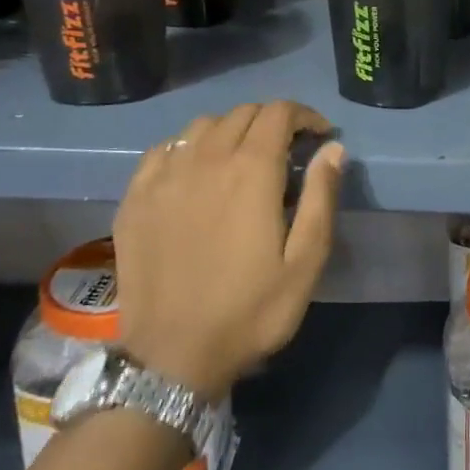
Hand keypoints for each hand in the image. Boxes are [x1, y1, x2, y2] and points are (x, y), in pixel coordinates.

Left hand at [112, 101, 344, 394]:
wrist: (172, 356)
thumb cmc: (250, 310)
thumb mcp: (305, 261)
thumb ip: (322, 197)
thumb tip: (334, 149)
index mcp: (251, 171)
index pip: (278, 113)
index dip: (305, 116)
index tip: (320, 137)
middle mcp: (205, 160)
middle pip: (242, 113)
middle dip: (273, 121)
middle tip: (289, 150)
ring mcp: (164, 177)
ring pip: (202, 126)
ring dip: (232, 130)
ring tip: (244, 158)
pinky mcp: (135, 197)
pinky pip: (165, 149)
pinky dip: (190, 147)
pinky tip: (197, 171)